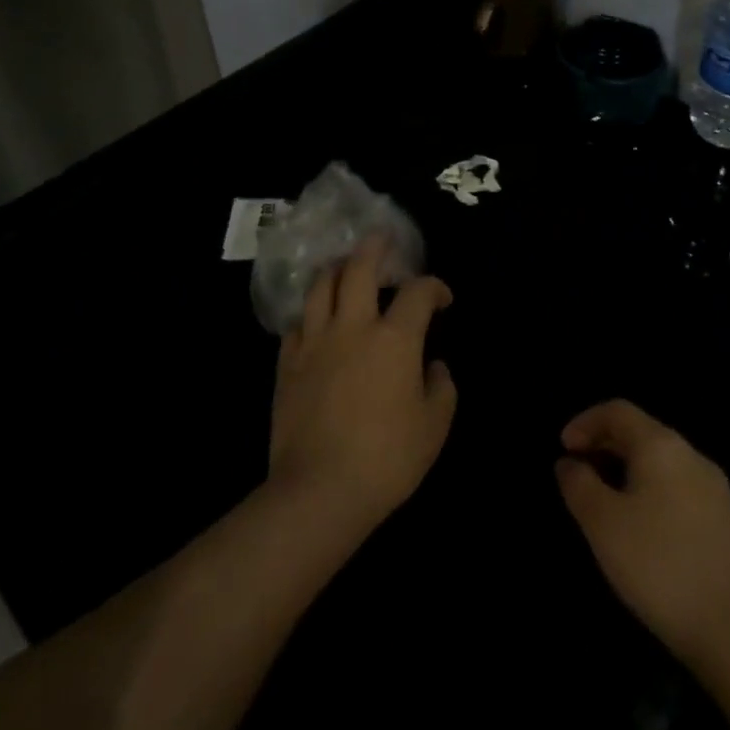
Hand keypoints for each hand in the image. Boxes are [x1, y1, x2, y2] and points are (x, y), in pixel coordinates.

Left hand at [268, 238, 456, 539]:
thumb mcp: (434, 428)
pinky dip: (309, 314)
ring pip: (321, 286)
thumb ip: (442, 388)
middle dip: (374, 247)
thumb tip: (434, 366)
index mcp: (394, 338)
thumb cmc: (386, 460)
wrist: (319, 491)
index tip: (442, 298)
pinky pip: (296, 324)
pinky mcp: (287, 363)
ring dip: (336, 270)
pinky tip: (315, 319)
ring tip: (344, 268)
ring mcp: (315, 341)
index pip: (418, 292)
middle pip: (360, 267)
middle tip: (382, 238)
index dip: (434, 286)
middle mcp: (353, 326)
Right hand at [555, 400, 729, 672]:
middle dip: (605, 445)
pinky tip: (643, 531)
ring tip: (605, 502)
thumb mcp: (604, 525)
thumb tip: (569, 463)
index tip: (563, 448)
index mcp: (661, 445)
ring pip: (661, 463)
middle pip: (641, 433)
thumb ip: (580, 486)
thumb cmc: (663, 567)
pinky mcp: (728, 524)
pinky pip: (678, 490)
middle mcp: (691, 456)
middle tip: (578, 472)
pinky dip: (651, 493)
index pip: (617, 410)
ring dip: (627, 471)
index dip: (585, 422)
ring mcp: (715, 490)